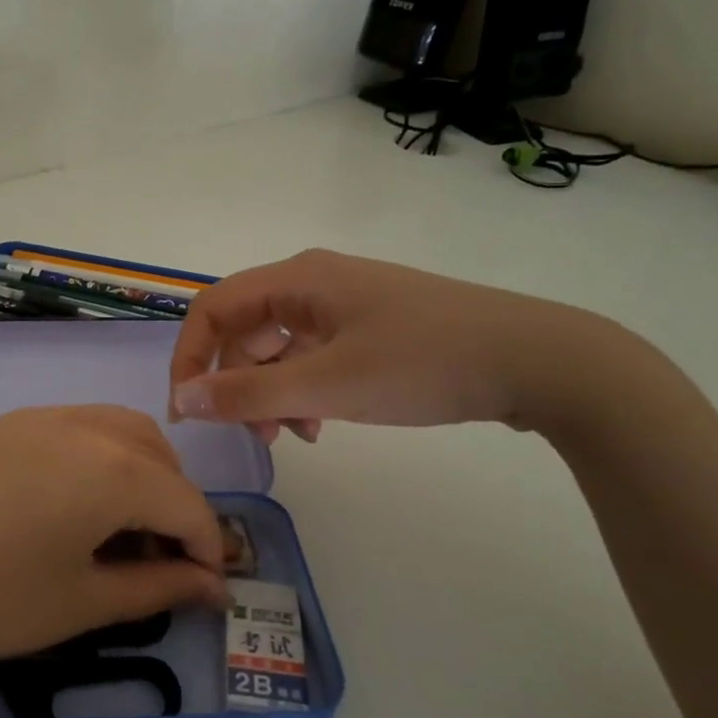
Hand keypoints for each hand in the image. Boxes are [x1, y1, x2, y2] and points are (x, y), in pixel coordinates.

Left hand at [0, 405, 227, 674]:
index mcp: (113, 471)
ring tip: (119, 526)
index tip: (205, 585)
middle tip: (160, 558)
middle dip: (176, 505)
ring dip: (141, 471)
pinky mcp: (7, 422)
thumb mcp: (83, 602)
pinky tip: (70, 500)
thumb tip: (214, 587)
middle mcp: (85, 427)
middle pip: (159, 457)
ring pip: (120, 429)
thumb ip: (158, 587)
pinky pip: (77, 425)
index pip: (188, 503)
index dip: (207, 547)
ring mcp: (41, 416)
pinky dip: (99, 455)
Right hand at [168, 248, 611, 441]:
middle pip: (245, 328)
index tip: (188, 411)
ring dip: (270, 392)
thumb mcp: (328, 385)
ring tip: (289, 436)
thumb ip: (249, 394)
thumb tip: (182, 400)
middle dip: (234, 382)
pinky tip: (320, 425)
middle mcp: (314, 283)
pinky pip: (313, 356)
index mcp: (298, 280)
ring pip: (279, 347)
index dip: (189, 357)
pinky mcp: (370, 327)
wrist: (536, 360)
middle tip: (247, 433)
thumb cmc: (422, 364)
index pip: (213, 308)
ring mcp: (344, 304)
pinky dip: (304, 390)